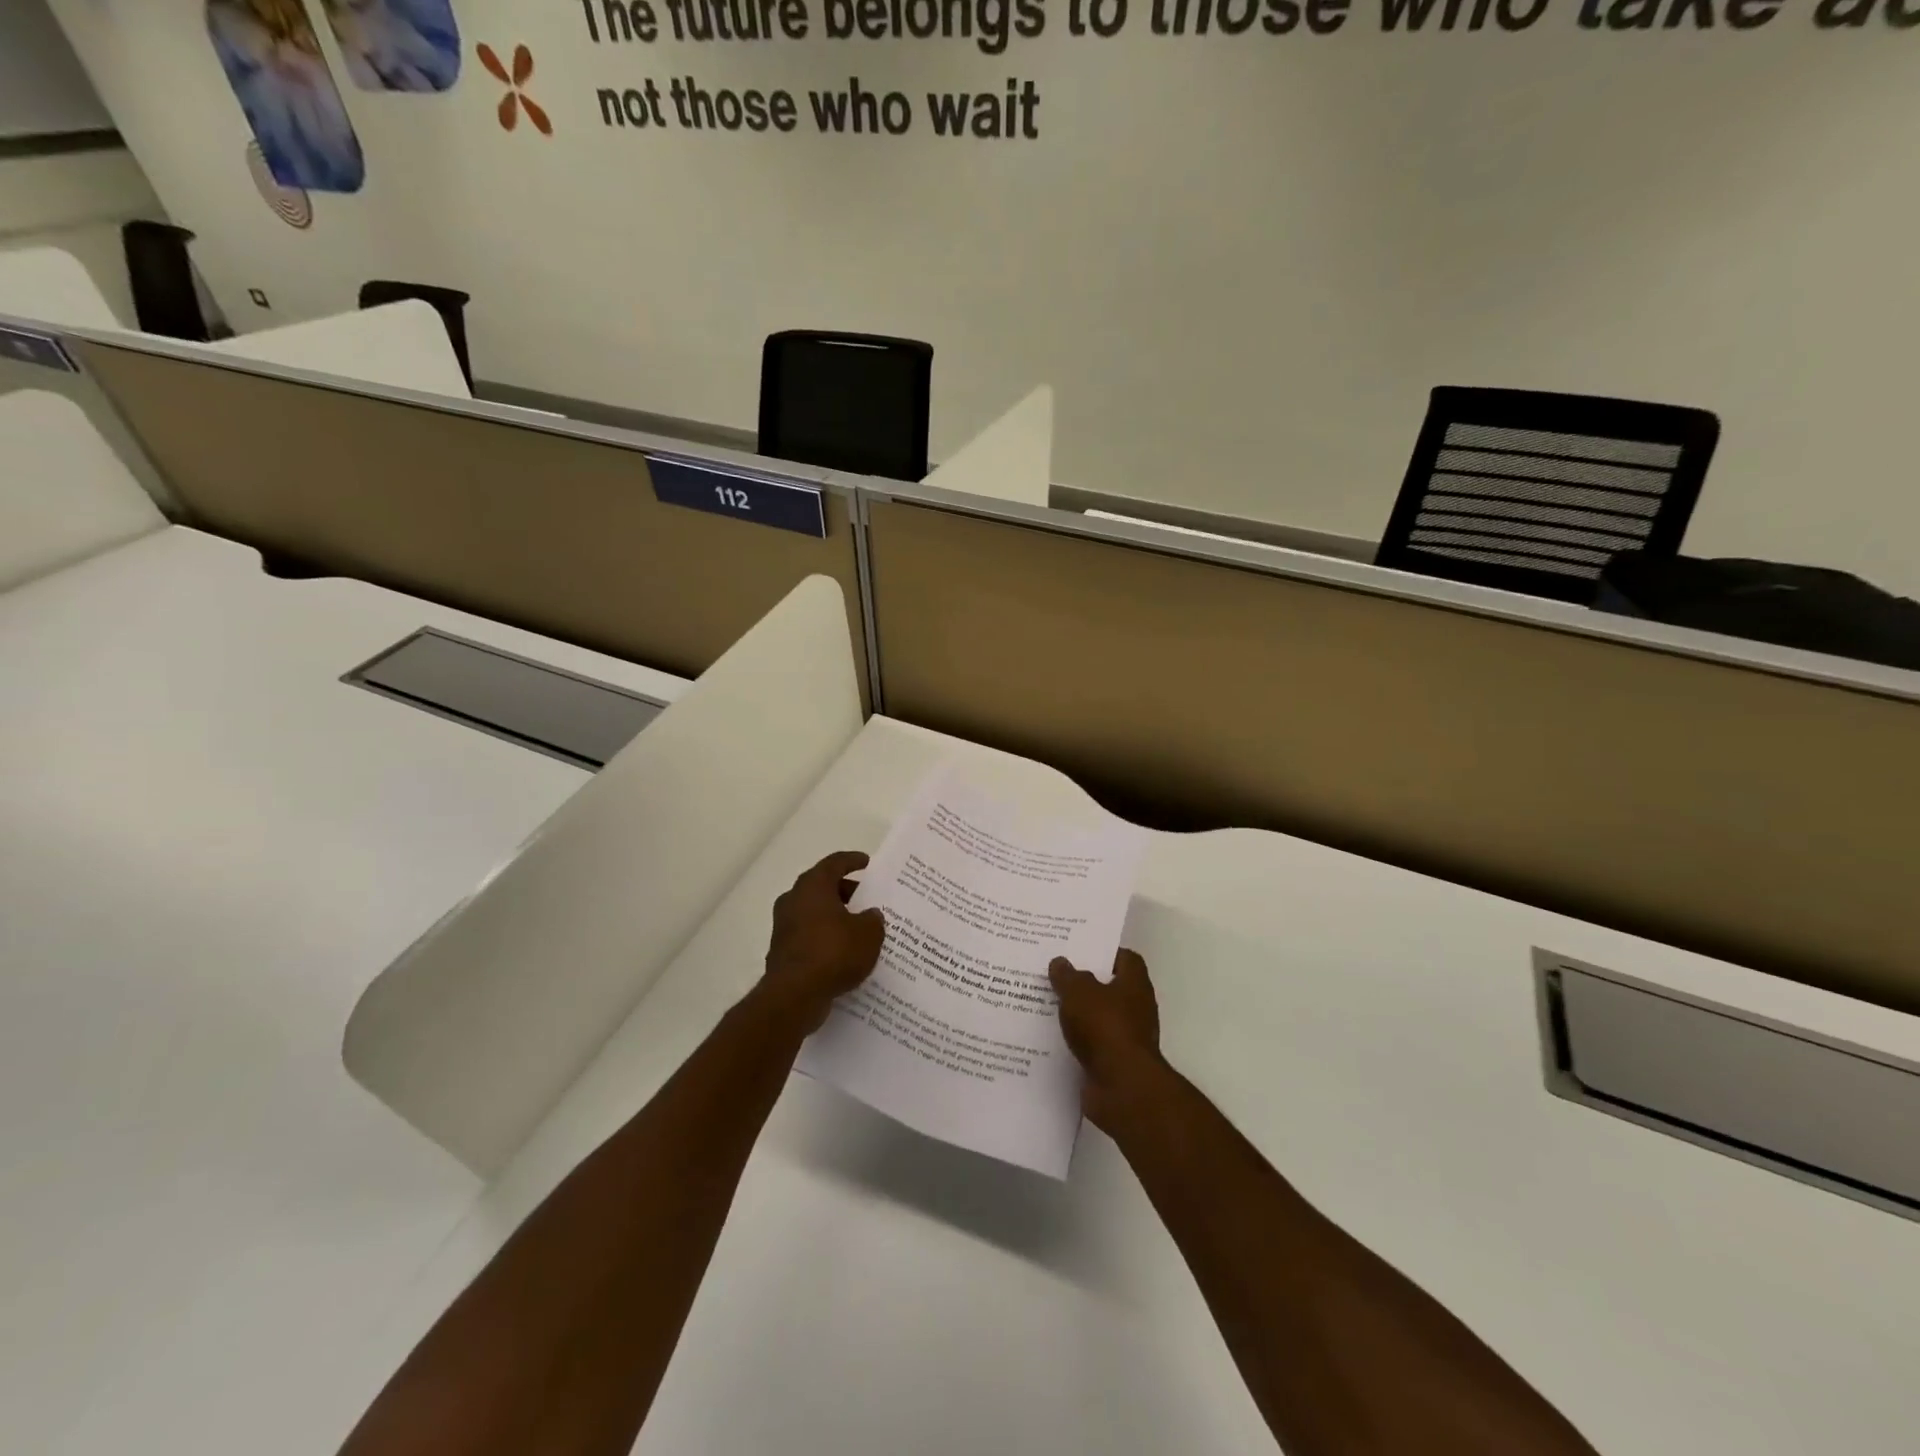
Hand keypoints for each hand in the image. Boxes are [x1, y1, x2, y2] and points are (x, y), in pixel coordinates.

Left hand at [761, 851, 885, 1032]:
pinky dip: (825, 938)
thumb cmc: (833, 953)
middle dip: (845, 891)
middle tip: (867, 899)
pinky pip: (809, 935)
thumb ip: (873, 919)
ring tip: (859, 927)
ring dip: (835, 916)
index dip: (852, 861)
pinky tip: (844, 952)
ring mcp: (784, 926)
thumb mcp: (868, 934)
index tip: (867, 863)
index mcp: (813, 885)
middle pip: (822, 887)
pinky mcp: (782, 951)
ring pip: (814, 912)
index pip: (834, 863)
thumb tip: (870, 915)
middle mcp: (794, 899)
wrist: (794, 995)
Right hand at [1050, 949, 1168, 1131]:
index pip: (1126, 959)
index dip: (1104, 952)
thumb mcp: (1079, 992)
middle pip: (1110, 988)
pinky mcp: (1114, 1063)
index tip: (1078, 951)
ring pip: (1098, 1017)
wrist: (1122, 1088)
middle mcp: (1136, 1008)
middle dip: (1085, 983)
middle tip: (1055, 975)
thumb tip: (1061, 962)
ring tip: (1046, 1004)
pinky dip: (1076, 1041)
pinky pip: (1092, 1045)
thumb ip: (1068, 976)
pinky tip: (1052, 1037)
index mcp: (1134, 984)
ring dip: (1078, 1014)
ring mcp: (1127, 1038)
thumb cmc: (1105, 1028)